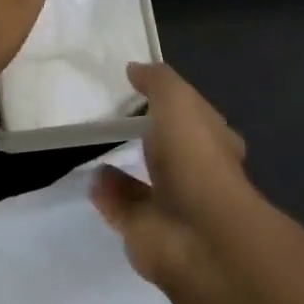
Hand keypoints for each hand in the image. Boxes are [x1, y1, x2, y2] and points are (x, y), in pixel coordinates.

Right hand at [91, 61, 253, 287]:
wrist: (197, 235)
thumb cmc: (195, 157)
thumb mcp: (178, 100)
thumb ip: (157, 81)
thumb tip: (134, 68)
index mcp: (213, 141)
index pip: (198, 117)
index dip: (177, 103)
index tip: (145, 89)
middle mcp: (196, 174)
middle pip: (170, 151)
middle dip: (152, 137)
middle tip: (118, 117)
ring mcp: (171, 205)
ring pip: (144, 182)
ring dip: (125, 166)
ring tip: (98, 146)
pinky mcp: (143, 231)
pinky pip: (121, 207)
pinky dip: (107, 193)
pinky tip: (90, 176)